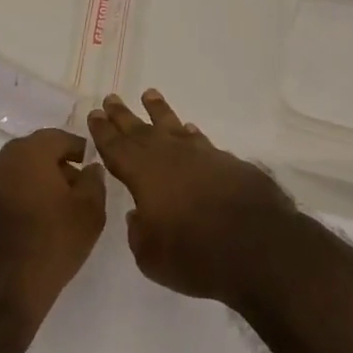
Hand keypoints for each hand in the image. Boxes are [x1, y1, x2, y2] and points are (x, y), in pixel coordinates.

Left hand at [0, 127, 105, 332]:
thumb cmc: (49, 246)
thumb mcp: (90, 214)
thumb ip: (94, 183)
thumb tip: (90, 169)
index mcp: (27, 154)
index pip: (57, 137)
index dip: (77, 149)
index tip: (88, 165)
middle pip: (29, 157)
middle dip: (51, 169)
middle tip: (70, 193)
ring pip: (6, 181)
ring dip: (24, 190)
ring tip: (43, 218)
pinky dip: (3, 213)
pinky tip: (15, 238)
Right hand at [85, 90, 295, 306]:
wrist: (258, 244)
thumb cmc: (196, 255)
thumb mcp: (152, 257)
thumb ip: (140, 232)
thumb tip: (140, 214)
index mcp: (145, 175)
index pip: (117, 148)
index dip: (104, 132)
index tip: (95, 114)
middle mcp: (170, 156)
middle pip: (141, 131)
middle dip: (124, 116)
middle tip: (111, 98)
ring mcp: (201, 155)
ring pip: (173, 127)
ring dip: (159, 111)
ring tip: (149, 95)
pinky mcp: (226, 162)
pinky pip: (200, 140)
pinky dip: (190, 133)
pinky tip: (188, 129)